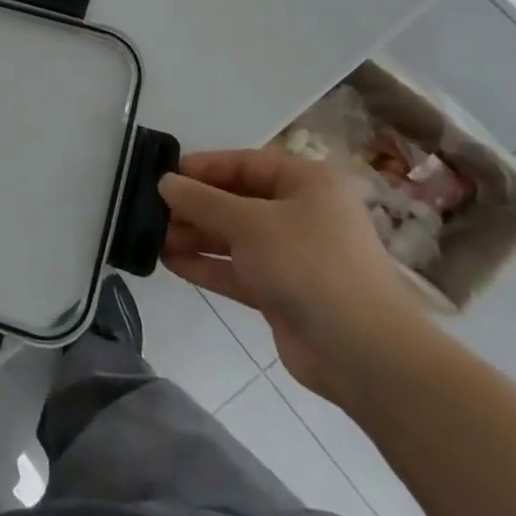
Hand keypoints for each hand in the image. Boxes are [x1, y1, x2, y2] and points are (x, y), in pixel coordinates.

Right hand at [159, 144, 426, 399]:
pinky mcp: (283, 292)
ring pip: (235, 237)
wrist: (362, 353)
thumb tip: (165, 182)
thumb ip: (202, 201)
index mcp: (306, 183)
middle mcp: (302, 213)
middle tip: (152, 210)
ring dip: (196, 236)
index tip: (164, 175)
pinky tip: (171, 262)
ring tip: (153, 236)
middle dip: (195, 206)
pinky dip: (208, 265)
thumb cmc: (308, 264)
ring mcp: (293, 255)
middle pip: (237, 201)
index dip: (203, 168)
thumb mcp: (248, 223)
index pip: (245, 163)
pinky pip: (238, 269)